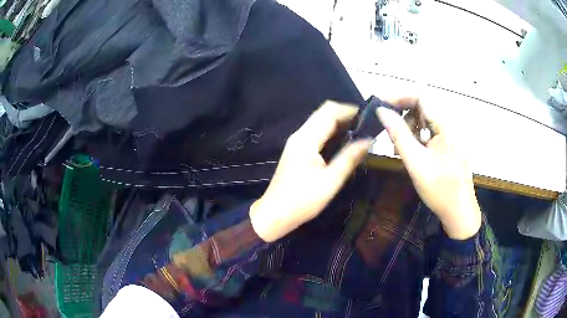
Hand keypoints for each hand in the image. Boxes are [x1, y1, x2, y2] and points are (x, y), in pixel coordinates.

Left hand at [250, 101, 372, 241]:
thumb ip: (350, 157)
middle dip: (345, 115)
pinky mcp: (297, 150)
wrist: (275, 214)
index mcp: (306, 139)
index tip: (369, 115)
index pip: (329, 112)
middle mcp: (299, 135)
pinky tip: (343, 141)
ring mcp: (296, 142)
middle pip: (323, 113)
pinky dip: (331, 132)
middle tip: (366, 124)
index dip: (349, 110)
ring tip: (360, 131)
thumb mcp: (331, 181)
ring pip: (319, 122)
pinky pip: (316, 133)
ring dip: (339, 123)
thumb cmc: (302, 201)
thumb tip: (369, 140)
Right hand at [376, 95, 480, 239]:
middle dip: (403, 117)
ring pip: (424, 122)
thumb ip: (399, 135)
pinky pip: (429, 134)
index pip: (421, 97)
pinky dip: (416, 140)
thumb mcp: (416, 163)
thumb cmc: (440, 190)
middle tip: (389, 135)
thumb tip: (381, 111)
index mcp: (445, 127)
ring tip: (398, 149)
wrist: (459, 214)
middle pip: (422, 108)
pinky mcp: (448, 147)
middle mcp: (449, 127)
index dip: (400, 98)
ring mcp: (449, 138)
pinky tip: (411, 154)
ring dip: (408, 130)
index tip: (382, 109)